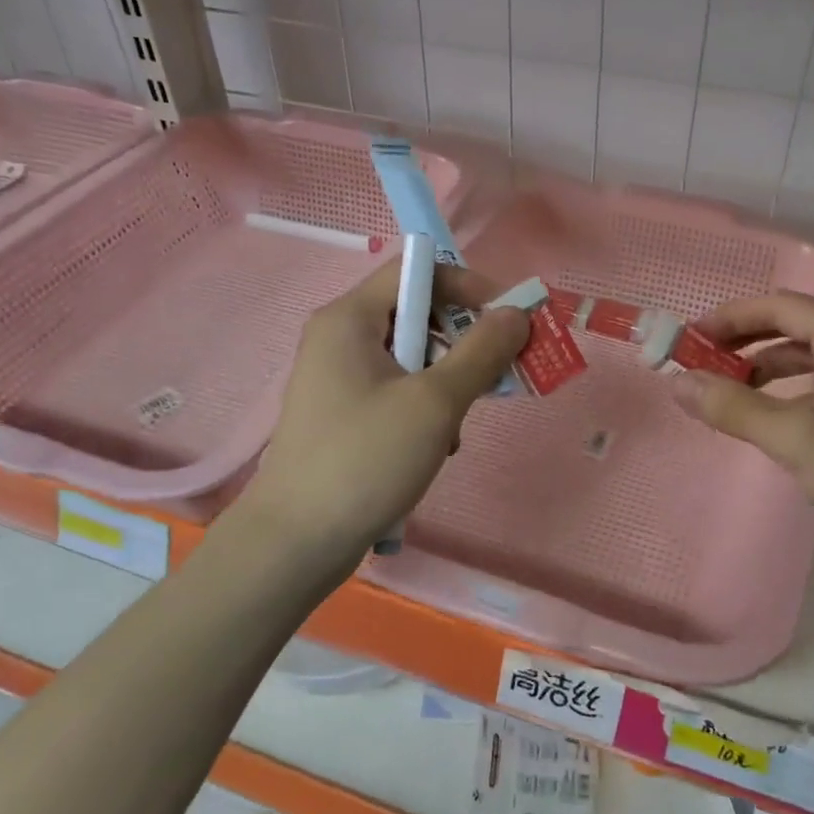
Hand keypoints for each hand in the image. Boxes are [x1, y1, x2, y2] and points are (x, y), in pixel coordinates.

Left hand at [237, 261, 528, 571]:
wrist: (297, 542)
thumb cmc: (366, 459)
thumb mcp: (435, 402)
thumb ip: (481, 352)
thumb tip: (516, 313)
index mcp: (351, 318)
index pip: (417, 270)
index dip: (468, 286)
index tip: (509, 320)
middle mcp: (340, 338)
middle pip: (417, 313)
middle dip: (463, 341)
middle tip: (498, 374)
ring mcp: (339, 378)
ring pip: (412, 357)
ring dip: (448, 382)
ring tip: (458, 426)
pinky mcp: (344, 415)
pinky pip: (397, 390)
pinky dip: (425, 408)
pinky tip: (436, 447)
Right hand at [671, 292, 813, 575]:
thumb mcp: (795, 439)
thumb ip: (733, 408)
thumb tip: (678, 383)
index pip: (780, 306)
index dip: (730, 318)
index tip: (689, 340)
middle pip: (793, 327)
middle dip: (742, 343)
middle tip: (699, 366)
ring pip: (807, 358)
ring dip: (763, 370)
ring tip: (724, 393)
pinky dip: (788, 393)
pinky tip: (768, 418)